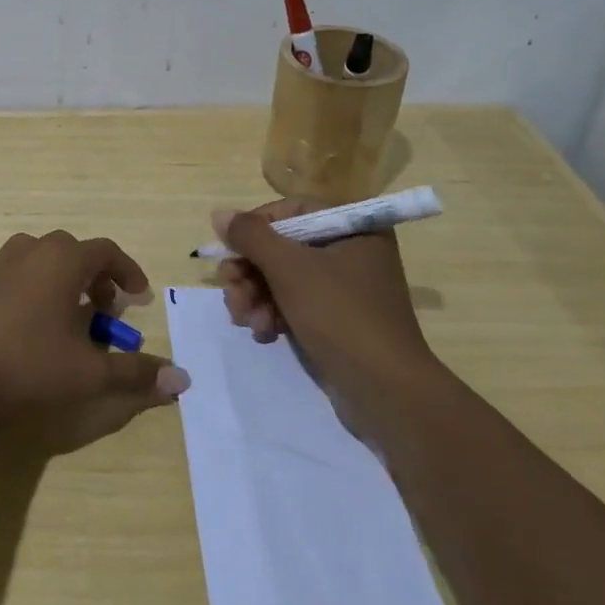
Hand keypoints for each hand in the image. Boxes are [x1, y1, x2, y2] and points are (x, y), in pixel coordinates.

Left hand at [0, 230, 190, 453]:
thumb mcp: (90, 374)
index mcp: (62, 261)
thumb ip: (136, 373)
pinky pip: (8, 277)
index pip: (105, 251)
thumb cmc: (29, 367)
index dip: (127, 271)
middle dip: (93, 275)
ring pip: (36, 257)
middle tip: (104, 308)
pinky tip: (23, 324)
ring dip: (57, 277)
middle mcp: (29, 252)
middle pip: (71, 250)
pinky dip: (25, 290)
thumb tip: (181, 379)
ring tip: (64, 312)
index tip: (139, 296)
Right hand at [213, 200, 433, 386]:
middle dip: (250, 271)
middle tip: (229, 290)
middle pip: (282, 247)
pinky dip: (273, 315)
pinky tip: (262, 333)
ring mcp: (343, 289)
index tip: (230, 249)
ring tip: (243, 319)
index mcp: (353, 229)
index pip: (292, 211)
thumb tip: (219, 213)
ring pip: (282, 279)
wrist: (386, 393)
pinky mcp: (335, 321)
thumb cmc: (340, 315)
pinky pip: (294, 305)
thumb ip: (251, 236)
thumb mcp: (290, 268)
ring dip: (255, 296)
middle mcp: (351, 252)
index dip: (255, 227)